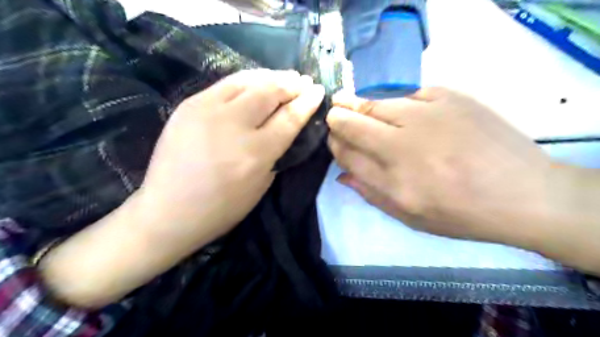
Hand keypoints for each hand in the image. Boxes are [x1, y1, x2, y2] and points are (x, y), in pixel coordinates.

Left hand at [138, 68, 325, 247]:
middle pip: (270, 92)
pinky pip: (226, 84)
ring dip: (272, 76)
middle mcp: (233, 125)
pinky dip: (247, 79)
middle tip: (304, 81)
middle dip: (292, 84)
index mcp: (255, 153)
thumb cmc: (221, 208)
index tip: (319, 91)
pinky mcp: (189, 105)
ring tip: (286, 75)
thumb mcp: (260, 186)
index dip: (307, 103)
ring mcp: (207, 110)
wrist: (168, 210)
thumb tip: (284, 127)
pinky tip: (257, 80)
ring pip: (248, 81)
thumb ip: (275, 154)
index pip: (289, 118)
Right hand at [327, 88, 559, 248]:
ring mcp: (427, 115)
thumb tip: (341, 173)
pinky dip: (399, 103)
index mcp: (393, 181)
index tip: (333, 139)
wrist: (524, 193)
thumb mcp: (409, 217)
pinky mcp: (450, 96)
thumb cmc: (461, 213)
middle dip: (338, 118)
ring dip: (361, 106)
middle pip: (352, 121)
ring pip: (375, 103)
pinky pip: (408, 94)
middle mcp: (404, 145)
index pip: (345, 152)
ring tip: (358, 107)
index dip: (334, 143)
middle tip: (335, 115)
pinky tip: (405, 113)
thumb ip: (370, 193)